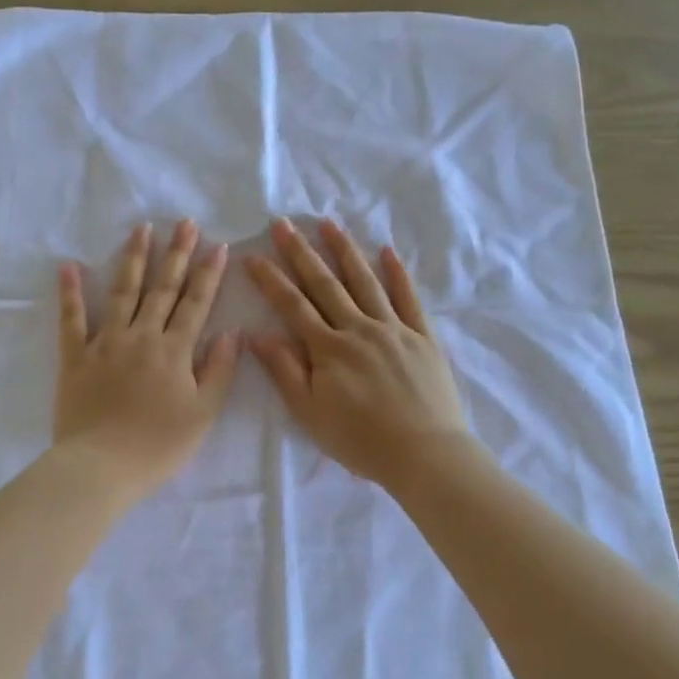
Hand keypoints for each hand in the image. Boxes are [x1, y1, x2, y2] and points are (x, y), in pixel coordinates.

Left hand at [54, 221, 240, 499]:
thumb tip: (233, 332)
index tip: (218, 245)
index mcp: (174, 350)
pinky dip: (70, 292)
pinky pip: (71, 320)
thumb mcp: (203, 413)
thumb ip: (220, 370)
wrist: (101, 467)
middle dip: (176, 254)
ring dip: (134, 259)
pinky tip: (68, 266)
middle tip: (184, 222)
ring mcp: (105, 343)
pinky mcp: (75, 357)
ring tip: (141, 229)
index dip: (208, 274)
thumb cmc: (159, 446)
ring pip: (122, 292)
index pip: (196, 303)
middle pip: (162, 288)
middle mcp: (141, 336)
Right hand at [246, 218, 472, 489]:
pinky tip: (387, 251)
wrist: (425, 454)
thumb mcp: (310, 413)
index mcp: (329, 349)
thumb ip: (285, 371)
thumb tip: (256, 334)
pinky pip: (409, 298)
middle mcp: (359, 329)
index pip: (292, 306)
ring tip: (328, 224)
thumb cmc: (361, 440)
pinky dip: (398, 274)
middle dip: (301, 253)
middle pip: (325, 284)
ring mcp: (394, 329)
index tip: (253, 255)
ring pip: (365, 282)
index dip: (271, 280)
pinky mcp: (423, 337)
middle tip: (283, 224)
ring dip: (345, 251)